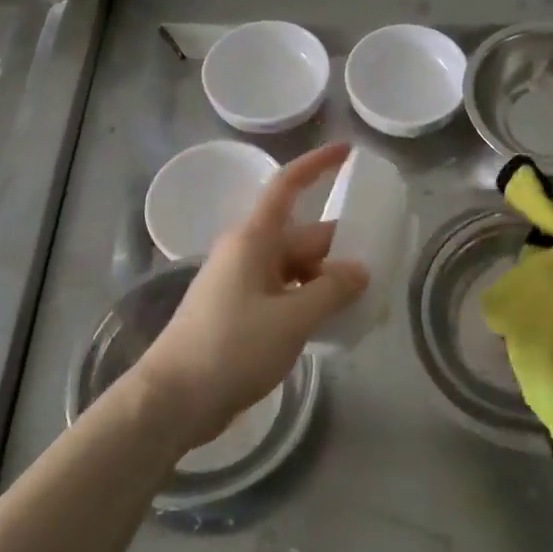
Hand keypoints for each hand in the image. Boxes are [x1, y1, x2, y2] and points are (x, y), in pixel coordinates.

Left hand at [132, 142, 368, 448]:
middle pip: (302, 237)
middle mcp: (247, 252)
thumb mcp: (292, 319)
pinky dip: (307, 302)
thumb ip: (332, 290)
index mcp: (255, 239)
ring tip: (362, 303)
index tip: (348, 151)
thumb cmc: (231, 347)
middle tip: (380, 267)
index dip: (317, 164)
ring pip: (294, 269)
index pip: (288, 186)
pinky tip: (330, 324)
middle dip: (338, 249)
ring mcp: (240, 283)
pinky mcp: (237, 312)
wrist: (171, 400)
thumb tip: (359, 271)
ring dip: (325, 281)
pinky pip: (282, 294)